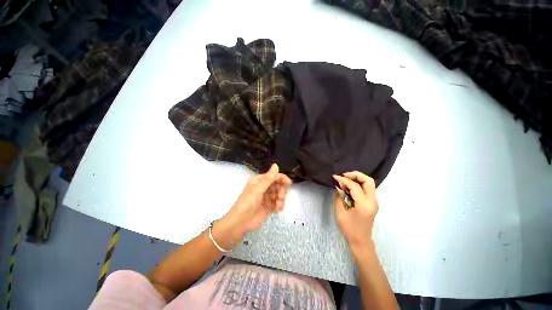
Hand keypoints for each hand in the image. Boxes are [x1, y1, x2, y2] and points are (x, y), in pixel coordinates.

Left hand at [214, 164, 291, 248]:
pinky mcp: (269, 206)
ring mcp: (267, 197)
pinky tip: (277, 209)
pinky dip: (279, 205)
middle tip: (280, 196)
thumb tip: (276, 165)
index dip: (282, 178)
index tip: (289, 183)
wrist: (241, 222)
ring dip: (281, 199)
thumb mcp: (258, 189)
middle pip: (278, 185)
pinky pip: (278, 203)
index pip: (273, 176)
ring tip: (278, 205)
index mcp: (260, 181)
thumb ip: (268, 178)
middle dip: (281, 190)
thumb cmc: (248, 202)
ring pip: (279, 194)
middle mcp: (264, 187)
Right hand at [333, 171, 377, 248]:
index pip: (355, 186)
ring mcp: (374, 202)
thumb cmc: (349, 228)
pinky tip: (350, 186)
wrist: (360, 241)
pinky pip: (368, 188)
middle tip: (344, 175)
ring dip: (358, 178)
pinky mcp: (373, 203)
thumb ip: (339, 197)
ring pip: (369, 183)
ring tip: (346, 179)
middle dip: (356, 175)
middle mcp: (372, 202)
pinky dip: (359, 183)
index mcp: (364, 205)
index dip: (344, 180)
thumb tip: (338, 186)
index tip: (335, 177)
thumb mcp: (340, 212)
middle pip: (368, 181)